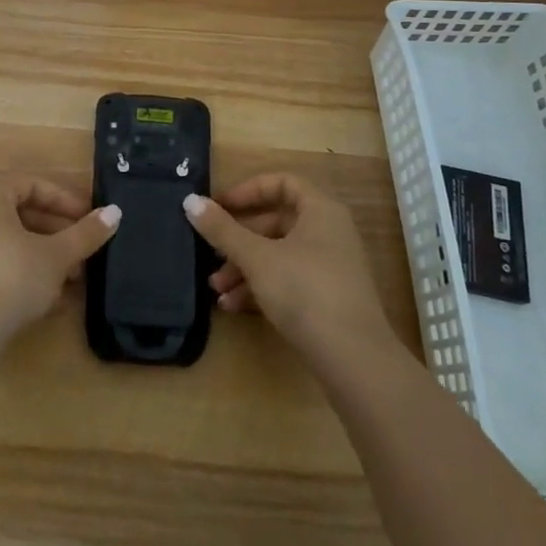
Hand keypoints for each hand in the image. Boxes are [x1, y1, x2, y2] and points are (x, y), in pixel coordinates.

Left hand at [0, 175, 119, 347]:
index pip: (30, 184)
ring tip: (75, 279)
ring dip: (47, 257)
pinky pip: (1, 267)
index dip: (63, 198)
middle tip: (85, 250)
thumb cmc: (12, 277)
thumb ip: (85, 234)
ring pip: (14, 244)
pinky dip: (28, 276)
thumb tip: (115, 212)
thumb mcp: (56, 255)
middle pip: (22, 215)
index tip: (88, 217)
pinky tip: (54, 301)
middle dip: (58, 232)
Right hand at [184, 173, 395, 367]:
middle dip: (238, 240)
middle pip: (276, 222)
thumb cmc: (305, 292)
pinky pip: (289, 280)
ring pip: (279, 255)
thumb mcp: (257, 258)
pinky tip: (234, 307)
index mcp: (320, 210)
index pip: (281, 183)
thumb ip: (222, 230)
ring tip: (217, 290)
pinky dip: (262, 288)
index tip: (217, 206)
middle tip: (210, 255)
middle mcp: (329, 232)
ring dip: (245, 268)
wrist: (355, 362)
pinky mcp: (328, 299)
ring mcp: (331, 267)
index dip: (247, 191)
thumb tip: (190, 201)